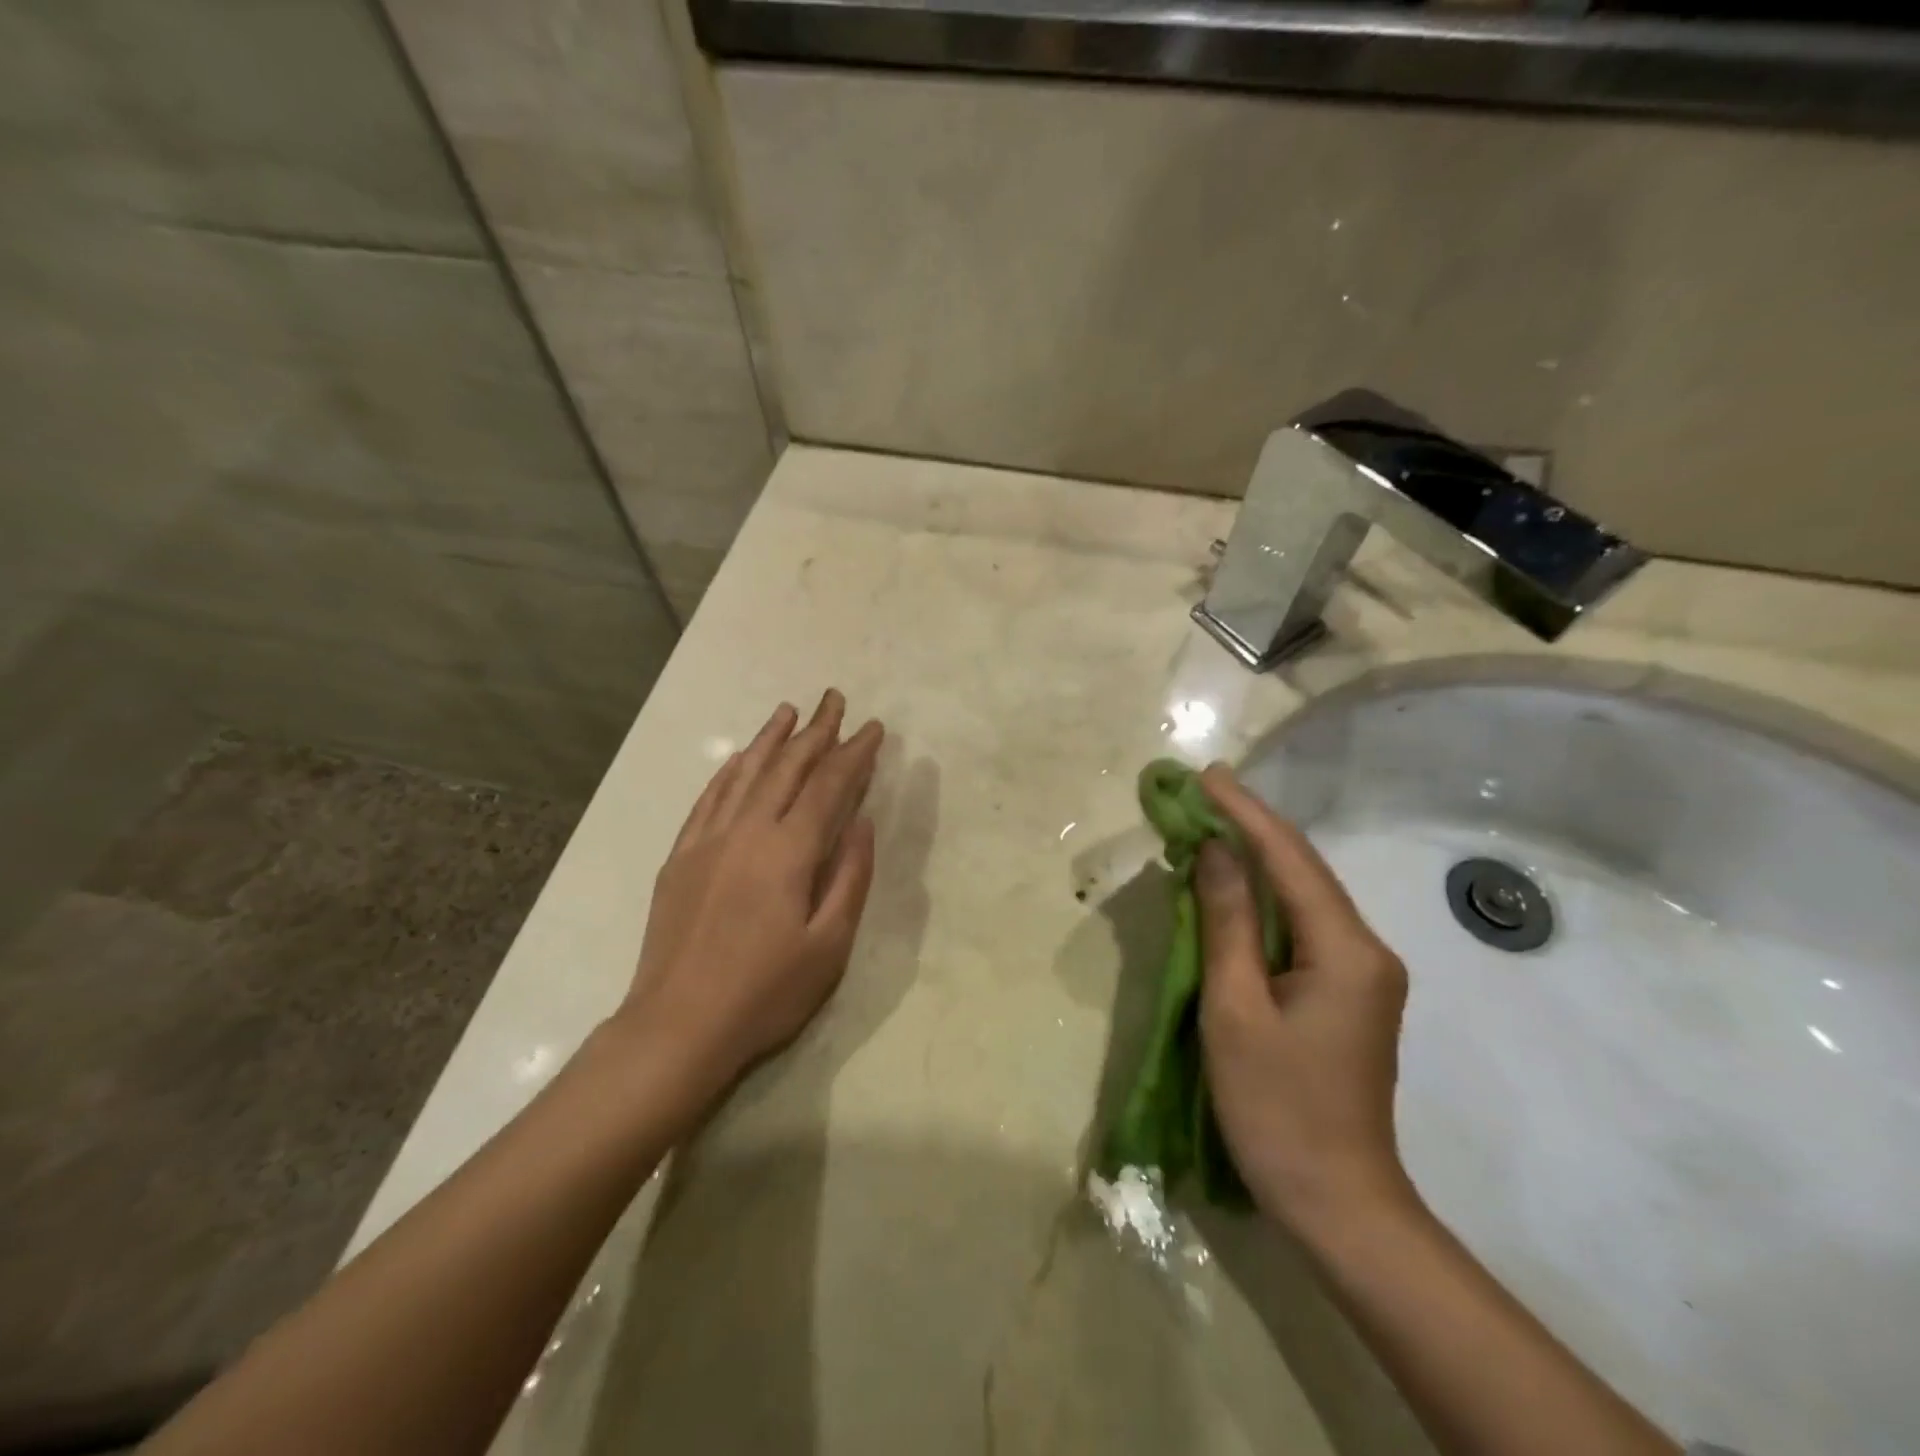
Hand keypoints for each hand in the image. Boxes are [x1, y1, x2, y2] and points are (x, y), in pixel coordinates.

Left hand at [614, 691, 883, 1111]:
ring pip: (745, 774)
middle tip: (834, 698)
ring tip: (788, 710)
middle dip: (815, 730)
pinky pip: (708, 799)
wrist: (678, 1026)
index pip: (828, 786)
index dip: (853, 753)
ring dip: (770, 739)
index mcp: (788, 851)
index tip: (873, 727)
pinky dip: (728, 772)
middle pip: (787, 768)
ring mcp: (708, 841)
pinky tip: (739, 758)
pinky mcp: (681, 857)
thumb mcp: (829, 945)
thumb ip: (850, 876)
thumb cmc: (765, 992)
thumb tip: (862, 822)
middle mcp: (747, 831)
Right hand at [1192, 764, 1412, 1231]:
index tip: (1205, 775)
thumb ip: (1226, 922)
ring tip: (1211, 822)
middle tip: (1202, 790)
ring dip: (1256, 859)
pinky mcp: (1348, 993)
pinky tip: (1235, 885)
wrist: (1339, 1202)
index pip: (1289, 860)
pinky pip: (1302, 926)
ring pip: (1303, 896)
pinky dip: (1264, 898)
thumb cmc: (1277, 1107)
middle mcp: (1367, 950)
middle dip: (1251, 826)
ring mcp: (1363, 973)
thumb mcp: (1236, 1009)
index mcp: (1346, 950)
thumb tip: (1215, 850)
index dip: (1244, 813)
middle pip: (1303, 870)